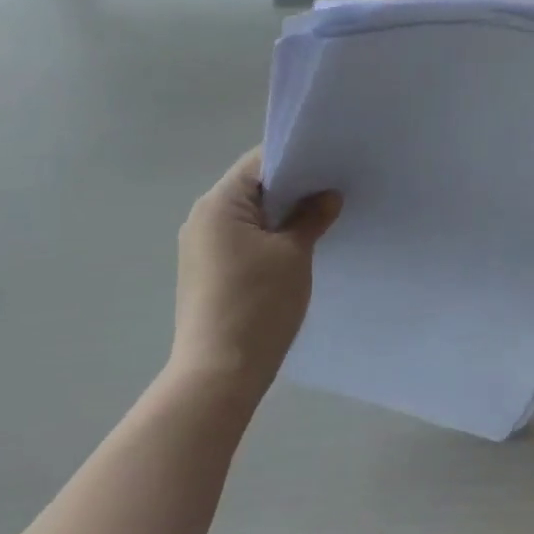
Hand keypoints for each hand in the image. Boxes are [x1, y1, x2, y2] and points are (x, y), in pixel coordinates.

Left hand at [174, 147, 341, 398]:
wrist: (218, 374)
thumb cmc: (258, 304)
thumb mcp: (294, 254)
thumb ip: (311, 217)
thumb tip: (328, 196)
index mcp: (218, 203)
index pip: (259, 162)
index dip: (296, 159)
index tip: (329, 164)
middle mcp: (202, 218)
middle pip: (252, 188)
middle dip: (292, 189)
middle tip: (333, 191)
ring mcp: (200, 247)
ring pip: (247, 216)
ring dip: (280, 216)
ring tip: (320, 219)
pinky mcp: (205, 272)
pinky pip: (240, 240)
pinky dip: (267, 239)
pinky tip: (295, 251)